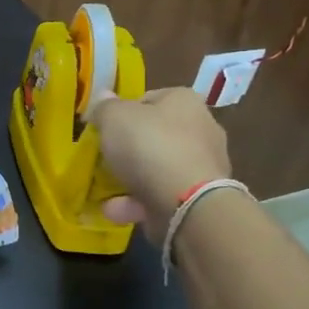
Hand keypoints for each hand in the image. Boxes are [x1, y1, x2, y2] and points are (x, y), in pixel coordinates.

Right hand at [89, 88, 232, 242]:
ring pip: (157, 168)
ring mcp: (204, 165)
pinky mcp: (201, 197)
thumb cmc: (150, 147)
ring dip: (131, 180)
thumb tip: (103, 99)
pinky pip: (162, 194)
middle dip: (128, 150)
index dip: (121, 113)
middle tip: (105, 159)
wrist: (187, 203)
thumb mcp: (114, 118)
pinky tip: (116, 210)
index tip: (104, 129)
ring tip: (105, 192)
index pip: (147, 99)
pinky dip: (139, 202)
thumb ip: (104, 108)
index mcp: (184, 101)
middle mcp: (201, 128)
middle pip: (153, 135)